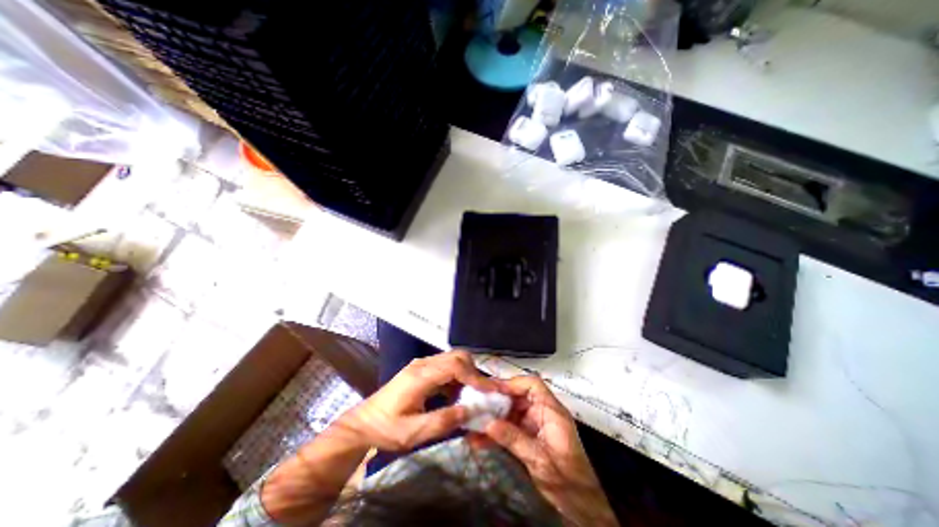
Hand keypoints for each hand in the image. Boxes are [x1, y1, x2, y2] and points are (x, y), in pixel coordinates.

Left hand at [340, 352, 498, 449]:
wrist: (363, 422)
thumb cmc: (386, 428)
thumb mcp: (412, 433)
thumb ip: (441, 422)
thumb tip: (469, 411)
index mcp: (420, 376)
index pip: (454, 366)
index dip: (474, 376)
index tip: (490, 391)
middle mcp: (423, 364)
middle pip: (457, 356)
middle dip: (474, 372)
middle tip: (483, 394)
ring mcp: (422, 364)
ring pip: (453, 359)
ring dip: (467, 374)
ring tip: (472, 396)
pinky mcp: (423, 369)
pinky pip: (446, 366)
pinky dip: (457, 377)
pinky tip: (456, 396)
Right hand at [479, 378, 621, 525]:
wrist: (578, 505)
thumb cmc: (567, 478)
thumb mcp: (539, 458)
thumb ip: (514, 439)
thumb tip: (489, 424)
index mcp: (551, 410)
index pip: (532, 385)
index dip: (512, 383)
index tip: (493, 389)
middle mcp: (541, 413)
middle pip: (517, 397)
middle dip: (496, 401)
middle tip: (476, 405)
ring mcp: (533, 425)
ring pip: (510, 413)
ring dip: (492, 418)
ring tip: (472, 422)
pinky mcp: (527, 437)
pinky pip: (509, 429)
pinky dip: (495, 433)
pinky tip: (479, 440)